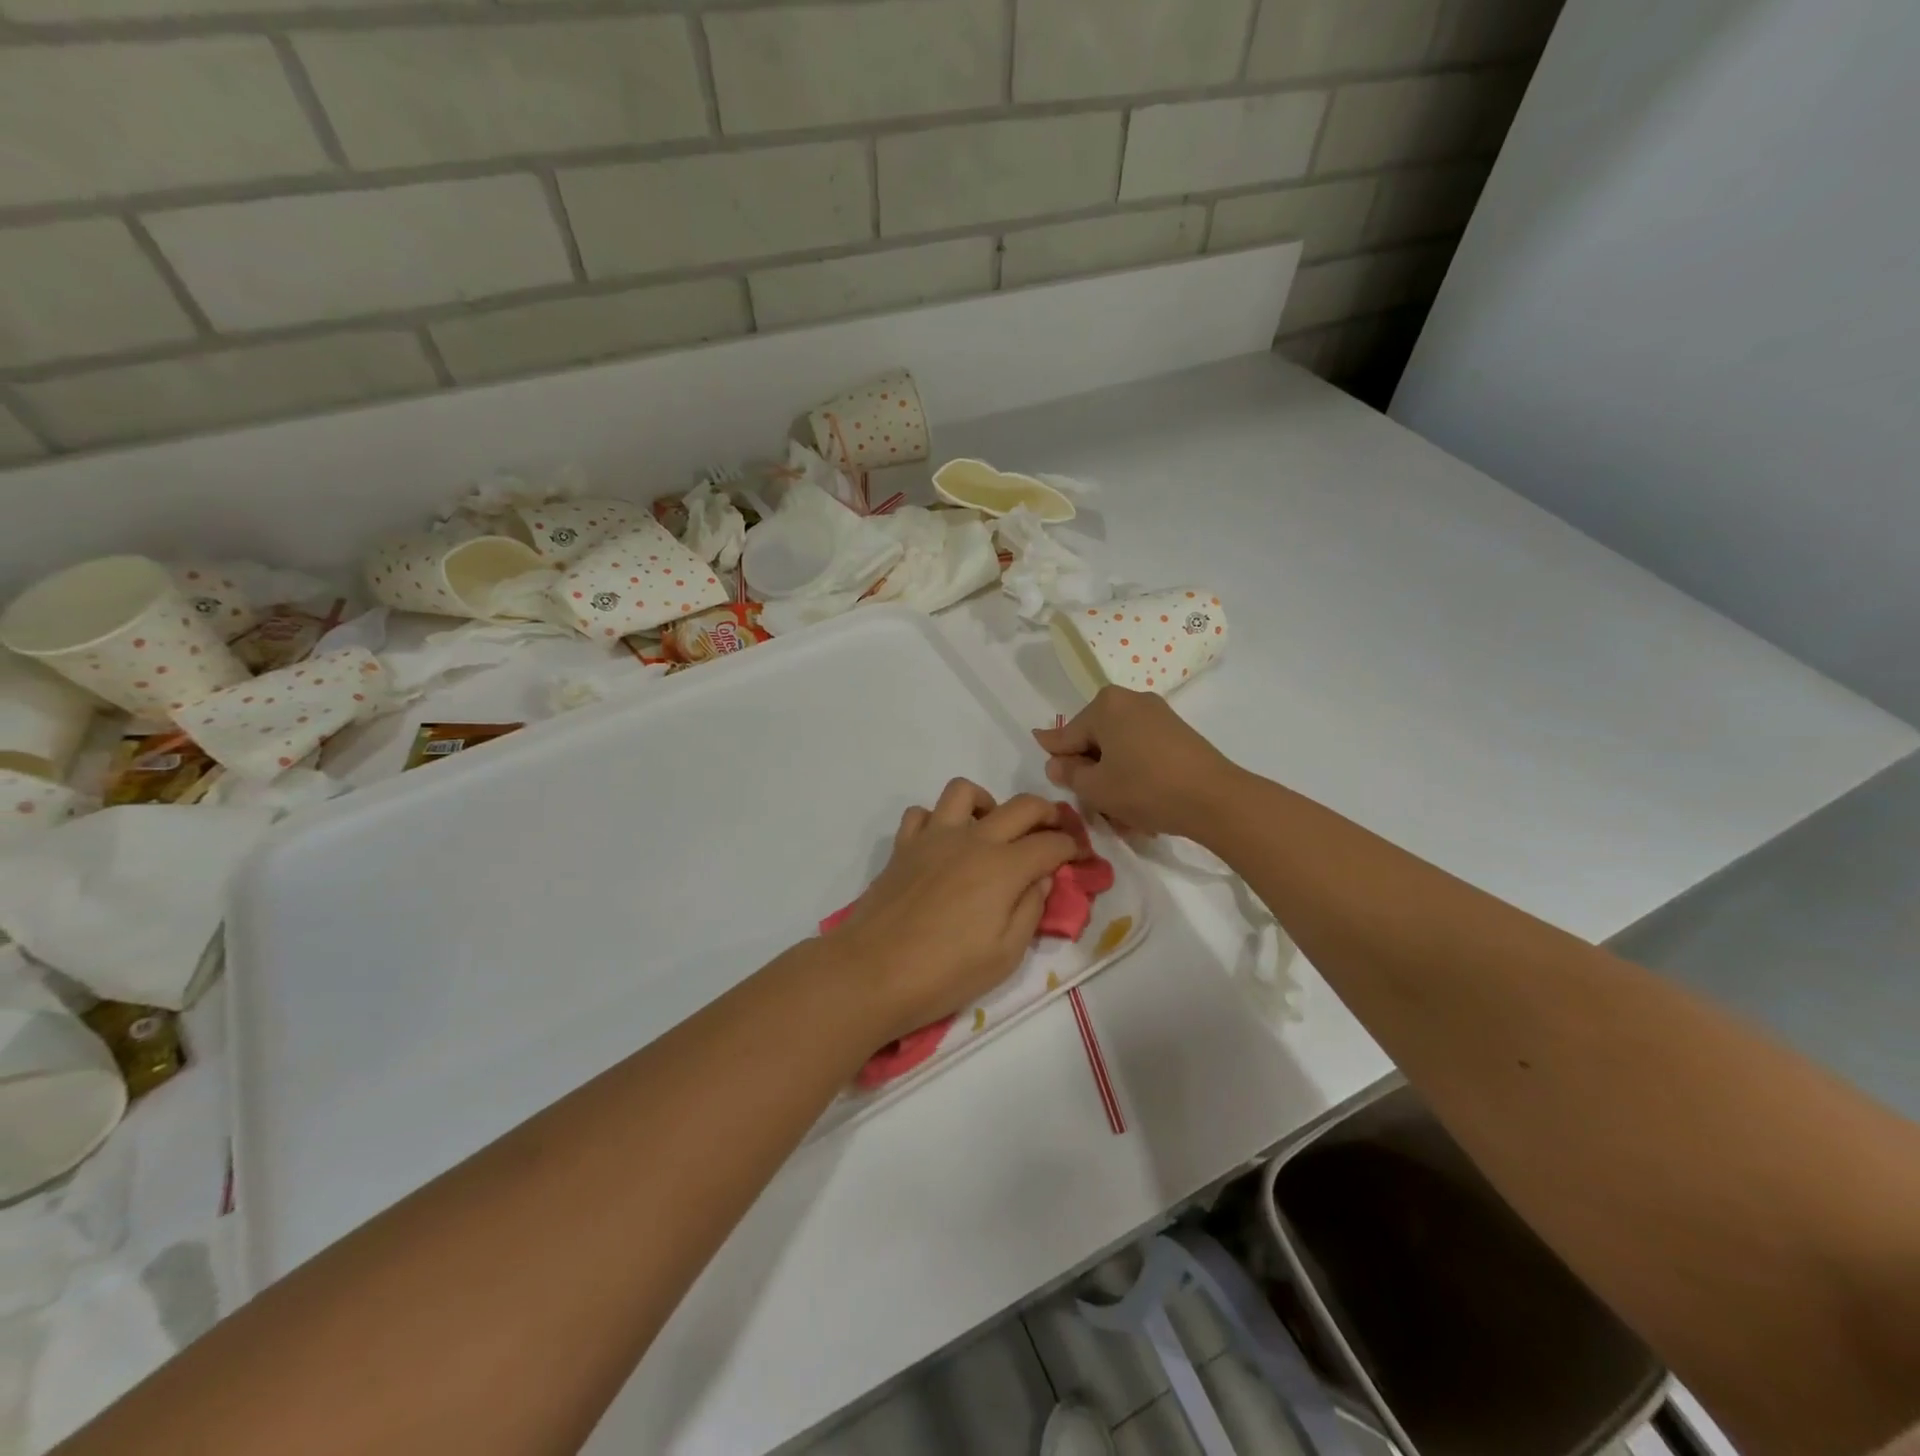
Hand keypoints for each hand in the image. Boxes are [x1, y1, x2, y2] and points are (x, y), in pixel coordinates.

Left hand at [823, 779, 1078, 1042]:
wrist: (872, 972)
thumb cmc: (945, 973)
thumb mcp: (1005, 955)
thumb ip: (1031, 910)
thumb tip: (1040, 878)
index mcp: (1003, 868)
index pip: (1051, 844)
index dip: (1073, 848)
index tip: (1080, 857)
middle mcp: (972, 840)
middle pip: (1021, 806)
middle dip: (1047, 813)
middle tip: (1053, 832)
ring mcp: (933, 837)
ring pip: (965, 791)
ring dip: (988, 803)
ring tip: (992, 830)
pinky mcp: (903, 846)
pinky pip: (921, 814)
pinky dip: (938, 820)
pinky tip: (944, 844)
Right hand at [1032, 687, 1240, 839]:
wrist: (1214, 799)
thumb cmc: (1144, 789)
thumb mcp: (1095, 787)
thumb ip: (1068, 773)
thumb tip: (1056, 762)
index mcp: (1105, 704)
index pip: (1066, 735)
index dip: (1057, 759)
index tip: (1051, 772)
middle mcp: (1130, 699)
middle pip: (1094, 738)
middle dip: (1090, 769)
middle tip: (1092, 802)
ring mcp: (1157, 714)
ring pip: (1119, 747)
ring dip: (1113, 775)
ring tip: (1119, 809)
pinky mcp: (1177, 732)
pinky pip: (1141, 750)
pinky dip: (1135, 772)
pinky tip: (1141, 800)